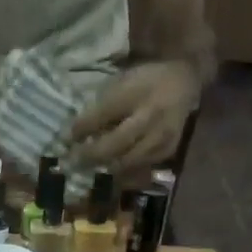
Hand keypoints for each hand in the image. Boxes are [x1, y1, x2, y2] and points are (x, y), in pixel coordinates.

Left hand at [70, 60, 199, 172]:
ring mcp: (161, 136)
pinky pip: (141, 167)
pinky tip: (112, 169)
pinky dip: (124, 171)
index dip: (82, 129)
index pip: (102, 114)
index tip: (66, 139)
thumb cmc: (146, 80)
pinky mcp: (167, 150)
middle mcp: (150, 115)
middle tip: (74, 162)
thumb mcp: (122, 81)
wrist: (184, 83)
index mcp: (135, 91)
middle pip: (115, 144)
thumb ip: (102, 106)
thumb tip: (77, 133)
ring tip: (91, 168)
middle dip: (91, 155)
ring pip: (127, 161)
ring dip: (106, 167)